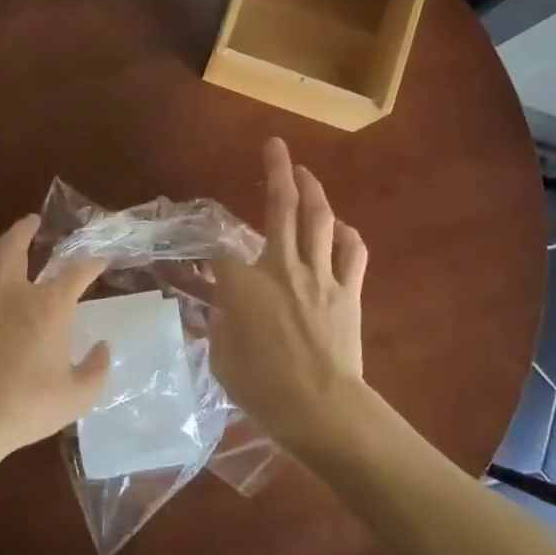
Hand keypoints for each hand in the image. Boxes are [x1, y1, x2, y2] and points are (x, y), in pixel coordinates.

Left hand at [0, 216, 110, 458]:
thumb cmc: (28, 404)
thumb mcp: (77, 395)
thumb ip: (95, 369)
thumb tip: (102, 349)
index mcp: (49, 306)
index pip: (77, 271)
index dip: (93, 262)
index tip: (102, 260)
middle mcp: (13, 295)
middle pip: (14, 246)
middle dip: (24, 229)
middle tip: (32, 221)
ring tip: (5, 263)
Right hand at [211, 138, 368, 449]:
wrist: (321, 408)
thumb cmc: (263, 388)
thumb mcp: (222, 358)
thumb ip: (219, 323)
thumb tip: (221, 306)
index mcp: (245, 283)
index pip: (221, 255)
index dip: (209, 255)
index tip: (202, 263)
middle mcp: (283, 266)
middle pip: (281, 208)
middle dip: (277, 172)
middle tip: (276, 146)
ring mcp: (320, 275)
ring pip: (319, 220)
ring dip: (313, 190)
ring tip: (305, 172)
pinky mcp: (348, 291)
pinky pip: (352, 253)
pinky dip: (347, 236)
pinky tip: (341, 228)